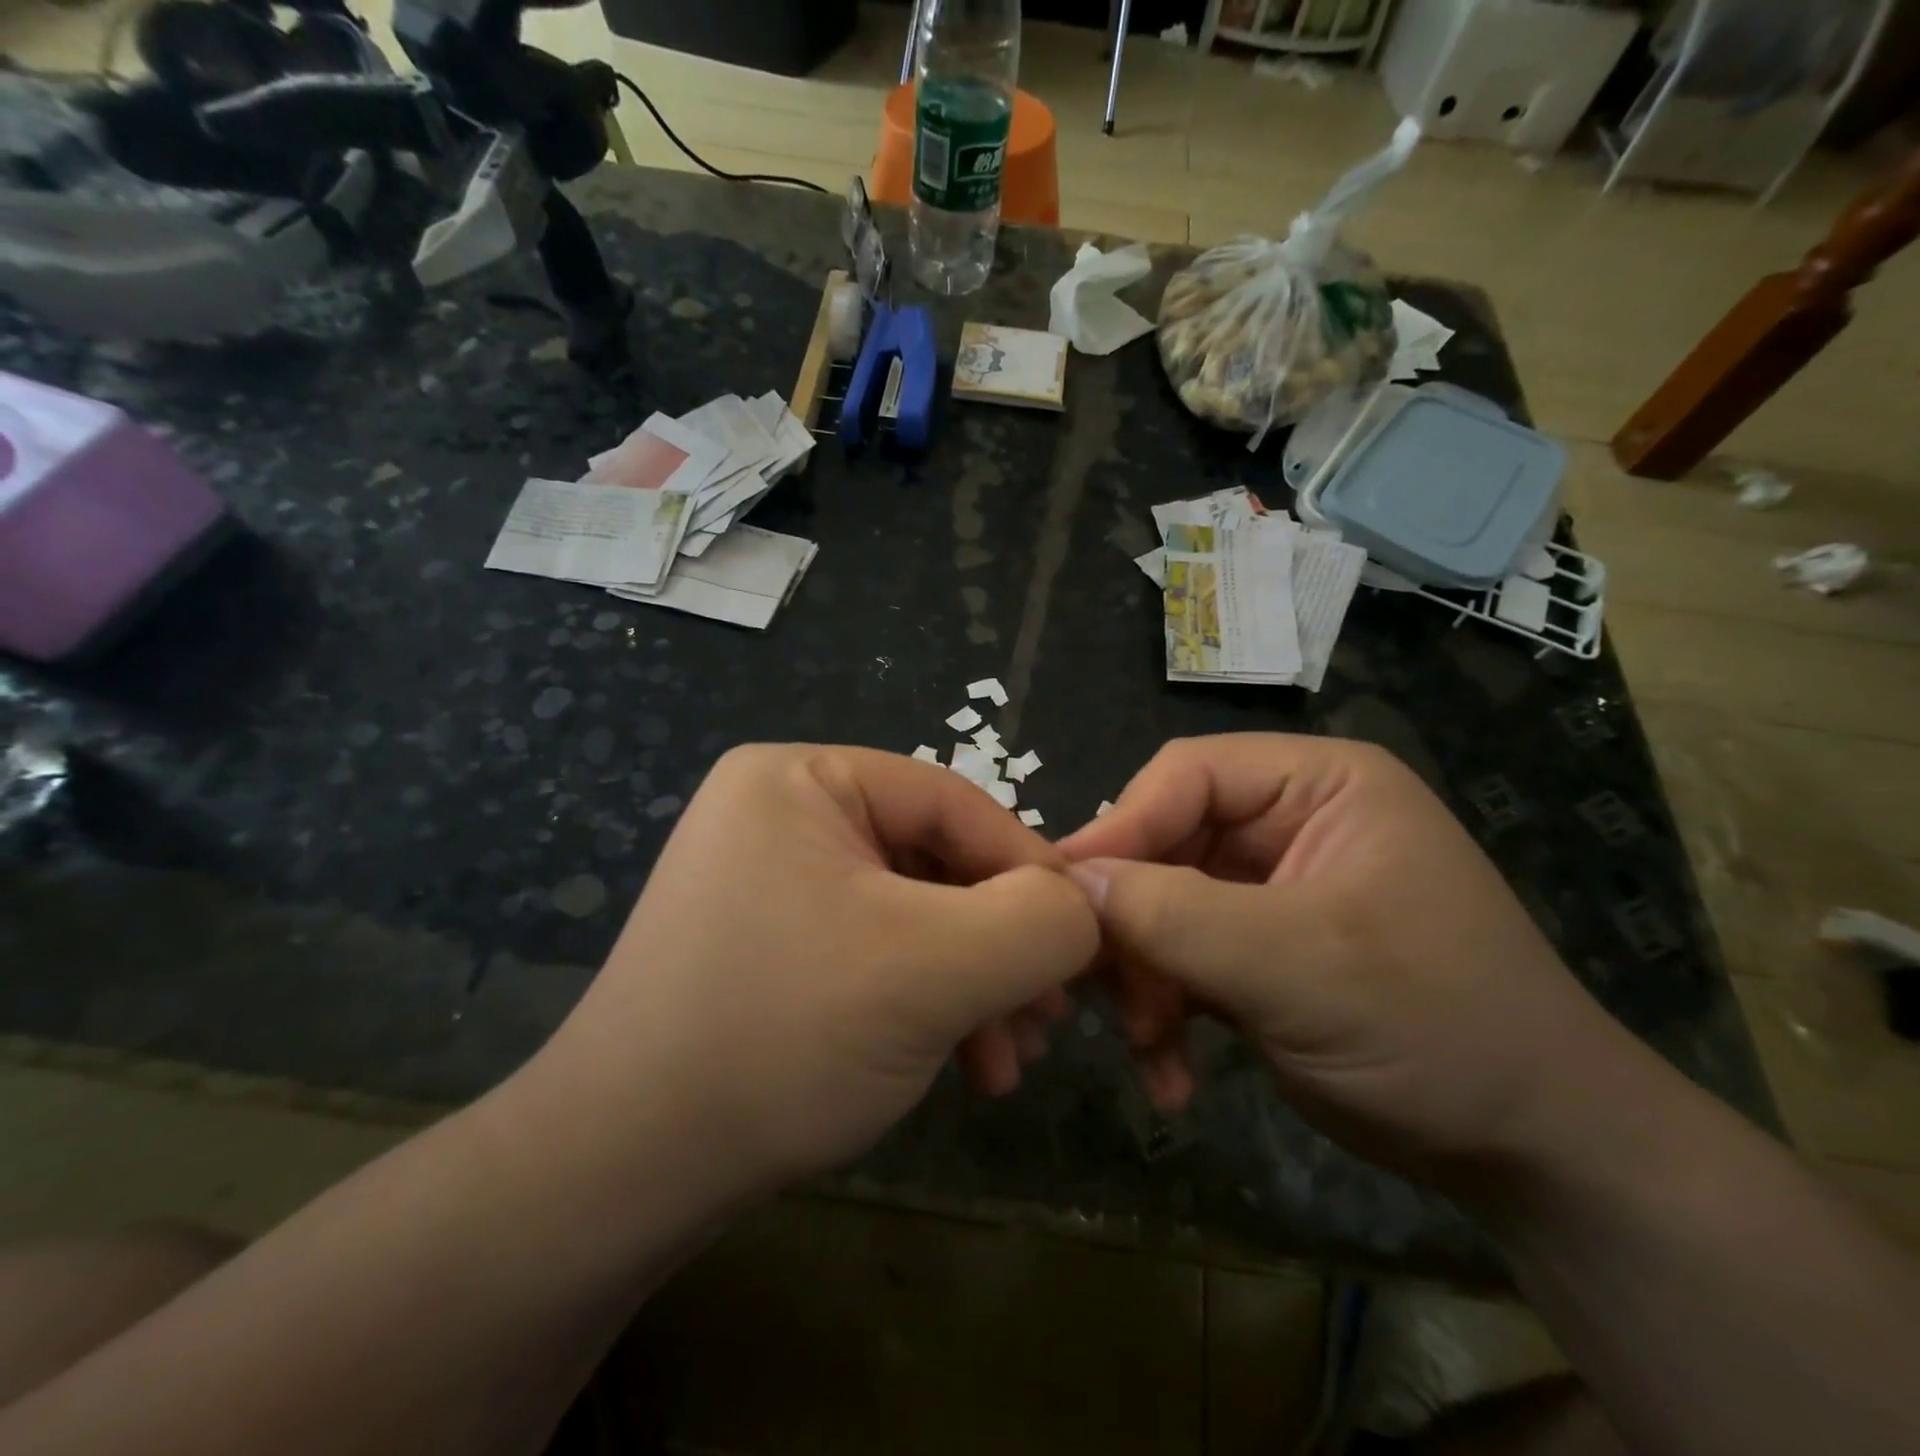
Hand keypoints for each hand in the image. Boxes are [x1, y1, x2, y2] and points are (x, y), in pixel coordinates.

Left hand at [531, 745, 1098, 1200]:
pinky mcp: (773, 943)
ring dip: (972, 983)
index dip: (1029, 869)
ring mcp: (771, 880)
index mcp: (801, 779)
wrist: (624, 1170)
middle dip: (1000, 945)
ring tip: (1011, 1058)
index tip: (1083, 943)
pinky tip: (962, 1064)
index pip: (952, 802)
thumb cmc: (782, 1034)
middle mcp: (780, 814)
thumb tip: (1084, 908)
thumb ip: (1038, 922)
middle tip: (1049, 1017)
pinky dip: (927, 1001)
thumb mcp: (936, 968)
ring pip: (913, 915)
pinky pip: (875, 950)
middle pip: (934, 862)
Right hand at [1060, 734, 1623, 1185]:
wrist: (1535, 1157)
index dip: (1122, 827)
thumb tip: (1071, 883)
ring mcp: (1270, 889)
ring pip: (1162, 907)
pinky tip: (1171, 1075)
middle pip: (1166, 844)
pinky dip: (1166, 1011)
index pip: (1187, 775)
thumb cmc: (1438, 1030)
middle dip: (1132, 924)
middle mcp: (1288, 822)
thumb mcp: (1301, 966)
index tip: (1065, 894)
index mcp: (1318, 785)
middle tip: (1096, 990)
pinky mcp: (1257, 949)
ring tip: (1148, 1047)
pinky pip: (1181, 957)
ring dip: (1144, 979)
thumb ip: (1177, 915)